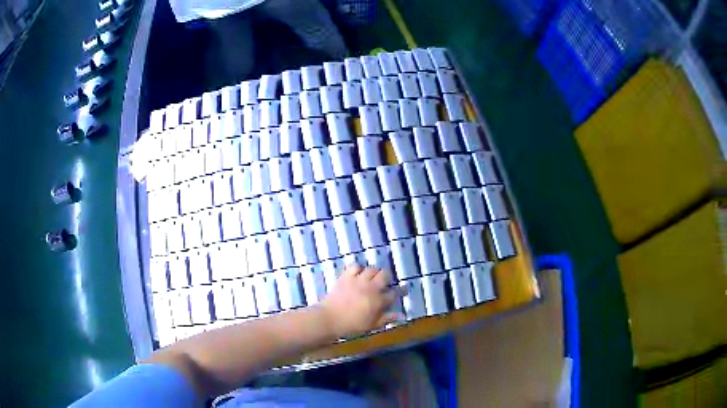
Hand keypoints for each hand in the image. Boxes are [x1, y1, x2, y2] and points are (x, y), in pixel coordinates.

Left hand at [318, 265, 402, 337]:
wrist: (330, 318)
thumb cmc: (352, 325)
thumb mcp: (372, 325)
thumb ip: (387, 318)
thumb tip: (401, 315)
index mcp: (379, 301)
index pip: (394, 293)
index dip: (398, 292)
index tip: (398, 292)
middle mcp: (371, 288)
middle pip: (385, 275)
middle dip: (387, 278)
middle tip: (383, 283)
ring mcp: (358, 280)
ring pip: (372, 269)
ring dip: (374, 273)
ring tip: (371, 278)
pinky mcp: (346, 276)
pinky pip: (355, 266)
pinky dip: (358, 268)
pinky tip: (358, 274)